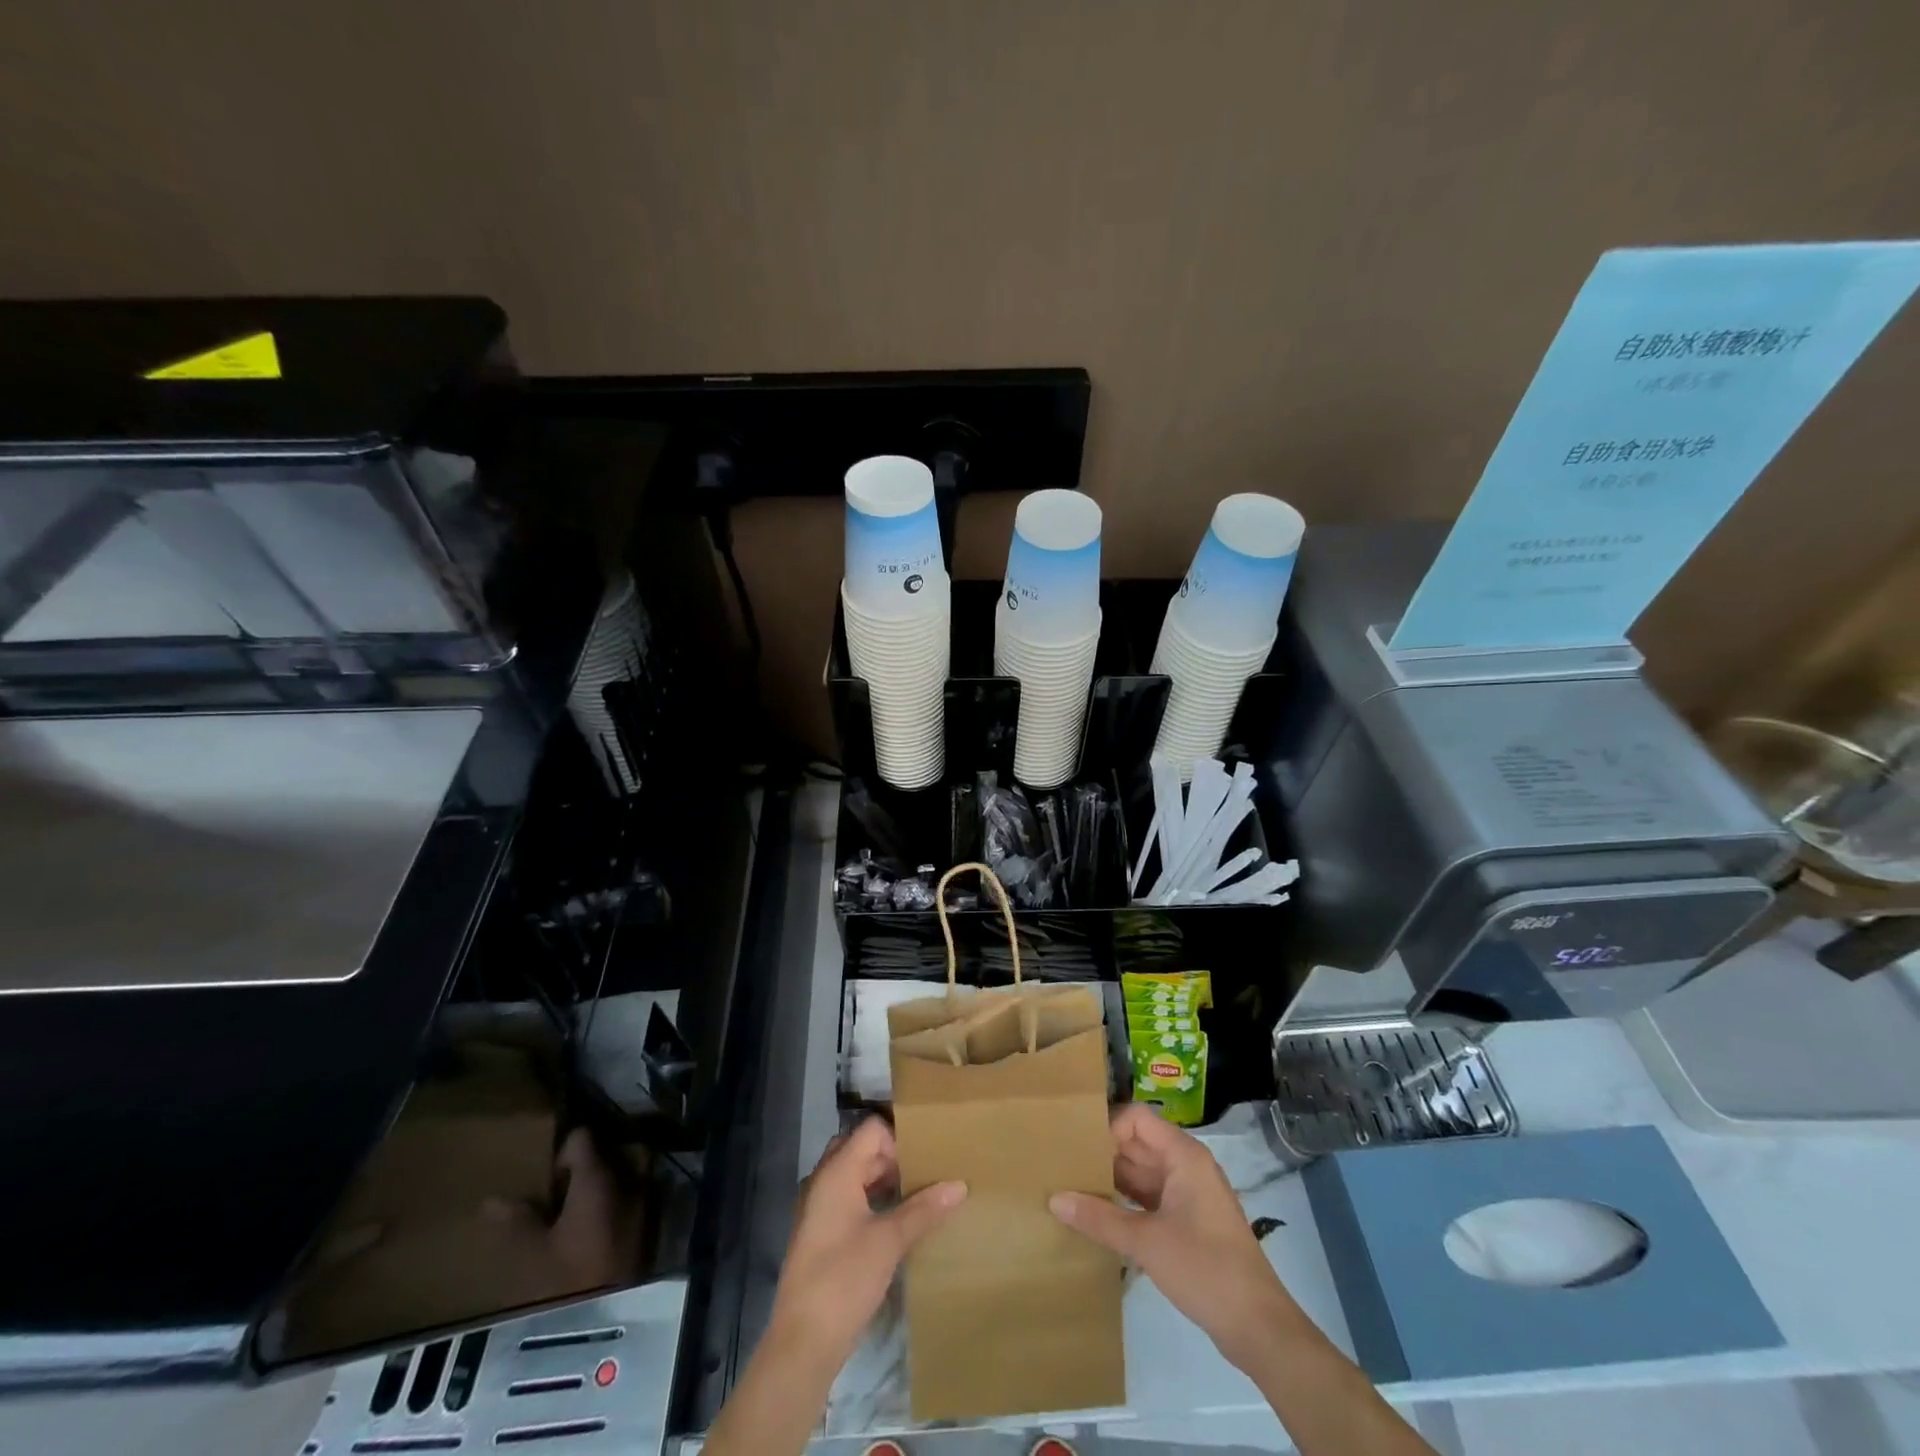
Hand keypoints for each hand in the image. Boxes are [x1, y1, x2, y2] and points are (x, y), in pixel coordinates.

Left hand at [768, 1117, 966, 1367]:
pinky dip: (870, 1198)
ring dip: (882, 1178)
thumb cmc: (845, 1279)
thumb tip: (959, 1185)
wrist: (803, 1343)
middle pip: (861, 1149)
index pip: (871, 1130)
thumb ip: (924, 1209)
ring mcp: (818, 1207)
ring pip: (854, 1174)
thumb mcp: (890, 1242)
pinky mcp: (819, 1232)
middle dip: (892, 1157)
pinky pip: (847, 1197)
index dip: (898, 1138)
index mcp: (837, 1172)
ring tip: (916, 1194)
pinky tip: (895, 1220)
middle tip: (923, 1173)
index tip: (923, 1160)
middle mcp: (823, 1180)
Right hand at [1050, 1104, 1301, 1369]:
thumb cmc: (1205, 1268)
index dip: (1107, 1127)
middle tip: (1062, 1166)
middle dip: (1102, 1153)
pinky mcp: (1187, 1221)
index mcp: (1183, 1155)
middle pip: (1136, 1144)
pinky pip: (1149, 1198)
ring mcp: (1188, 1194)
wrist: (1259, 1327)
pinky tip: (1097, 1216)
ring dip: (1110, 1179)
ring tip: (1071, 1188)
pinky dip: (1124, 1202)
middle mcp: (1185, 1165)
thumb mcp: (1146, 1242)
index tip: (1076, 1149)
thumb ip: (1099, 1218)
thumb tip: (1054, 1198)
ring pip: (1141, 1173)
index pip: (1136, 1118)